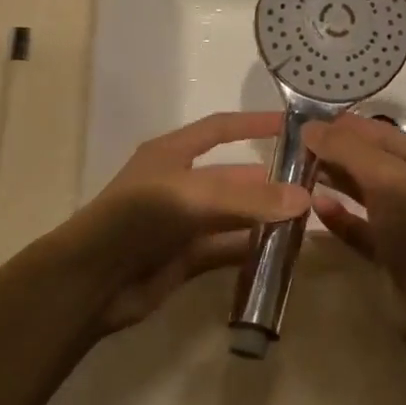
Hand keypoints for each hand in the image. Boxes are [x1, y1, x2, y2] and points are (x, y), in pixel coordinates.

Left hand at [51, 112, 308, 334]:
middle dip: (269, 179)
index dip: (254, 124)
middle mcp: (180, 183)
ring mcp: (184, 223)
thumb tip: (306, 199)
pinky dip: (254, 249)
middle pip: (233, 175)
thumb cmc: (138, 219)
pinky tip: (285, 253)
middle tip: (314, 184)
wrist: (91, 280)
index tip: (294, 126)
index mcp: (172, 154)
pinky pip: (229, 248)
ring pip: (235, 215)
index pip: (220, 128)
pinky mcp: (188, 258)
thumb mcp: (193, 197)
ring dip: (266, 217)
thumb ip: (249, 198)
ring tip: (309, 219)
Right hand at [304, 115, 405, 322]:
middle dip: (335, 153)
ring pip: (363, 192)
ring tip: (297, 173)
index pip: (381, 133)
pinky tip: (316, 207)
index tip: (304, 122)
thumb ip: (348, 150)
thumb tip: (310, 127)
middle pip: (370, 161)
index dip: (344, 127)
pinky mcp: (391, 250)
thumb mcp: (387, 179)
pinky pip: (360, 225)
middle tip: (293, 148)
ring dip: (334, 181)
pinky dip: (340, 216)